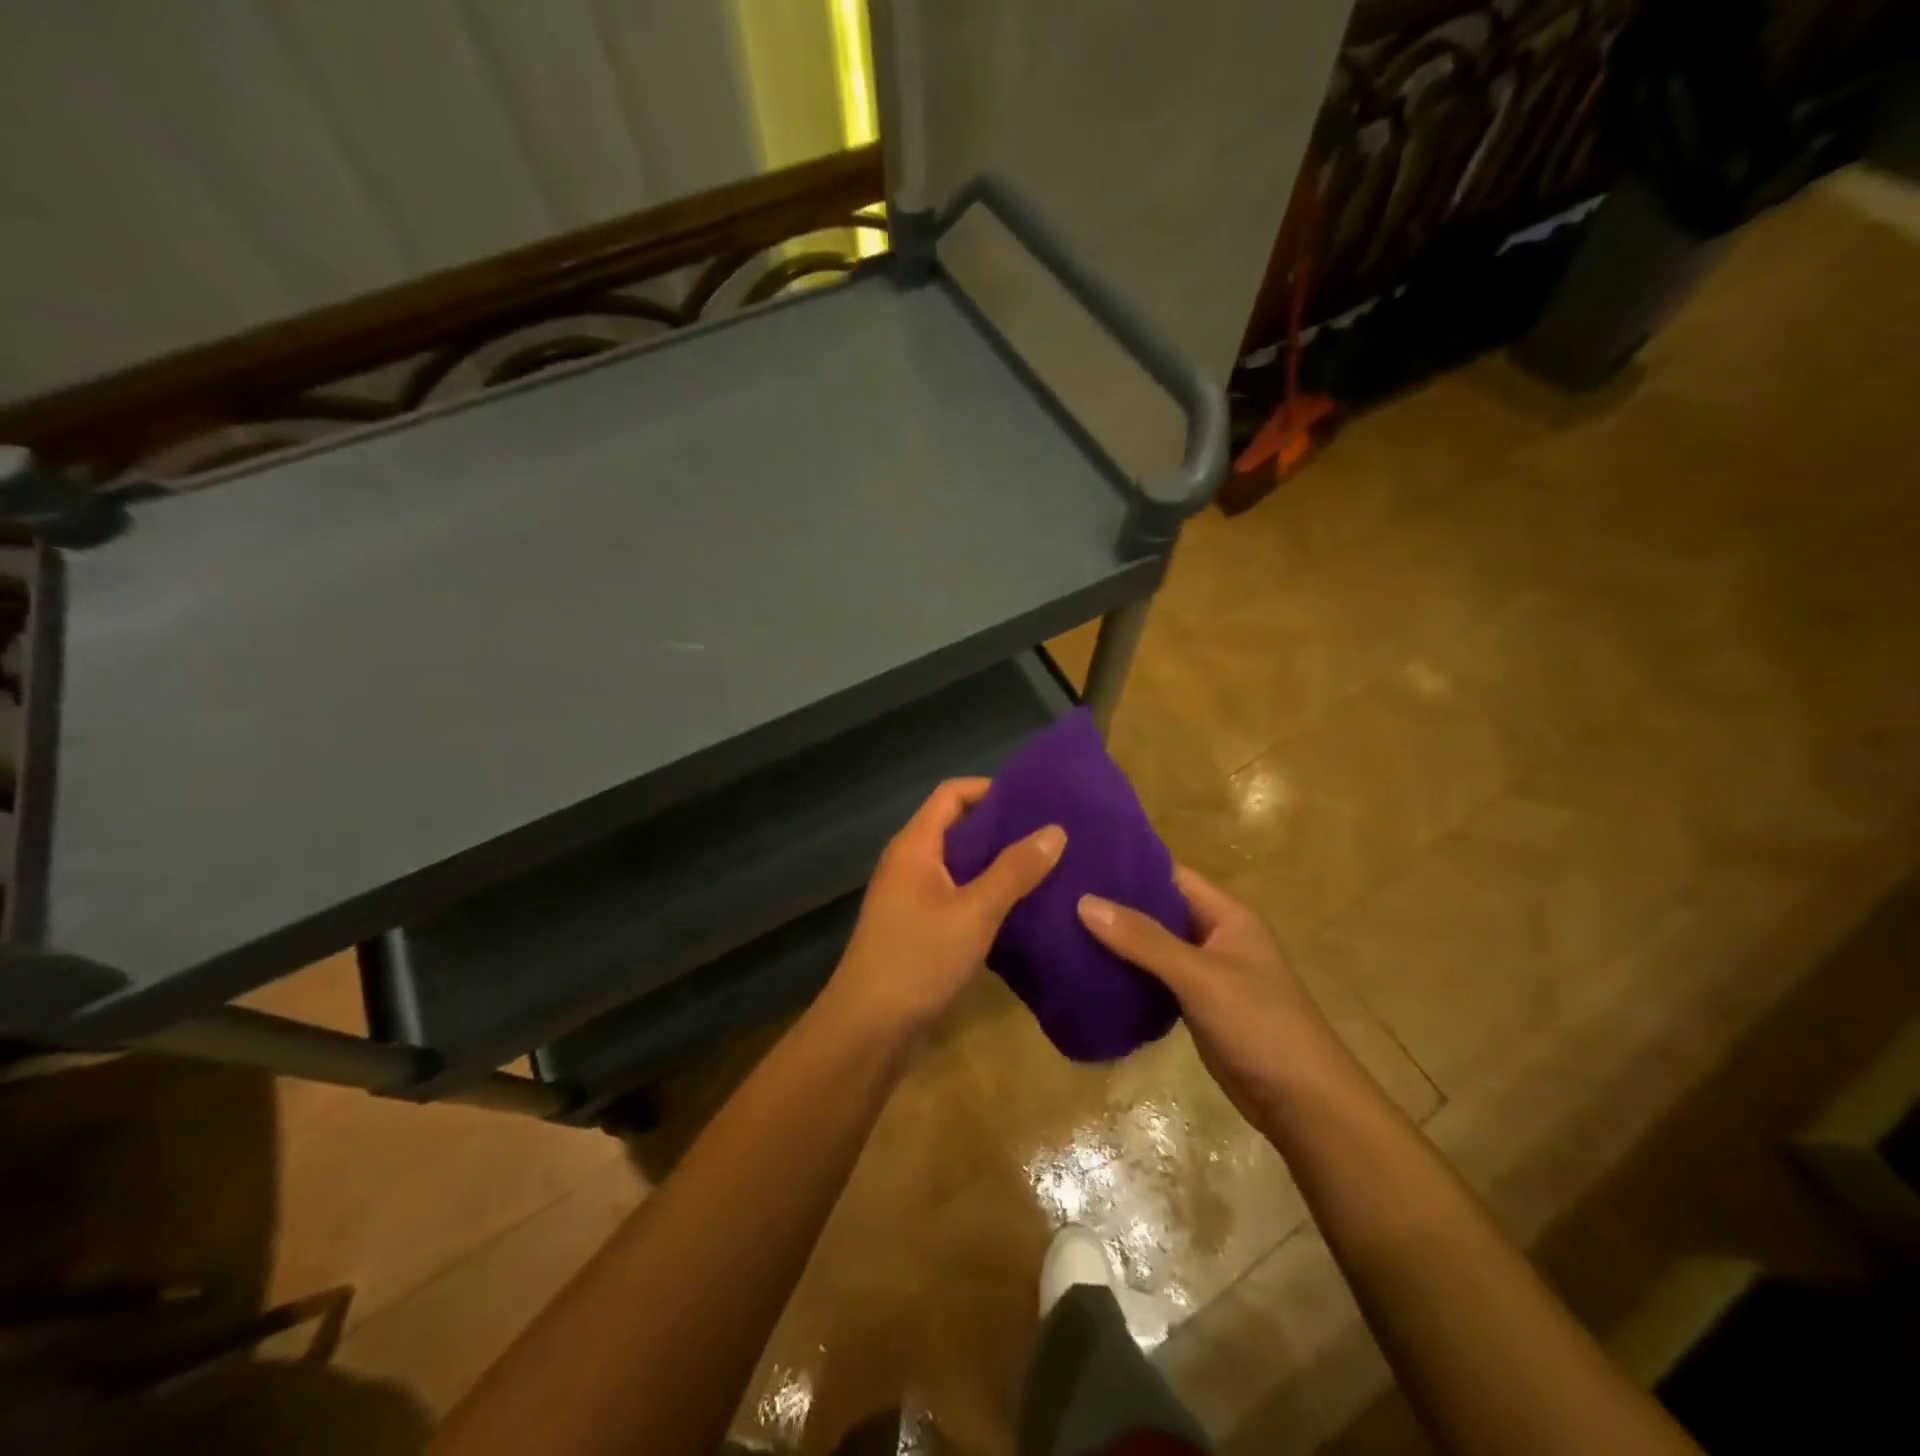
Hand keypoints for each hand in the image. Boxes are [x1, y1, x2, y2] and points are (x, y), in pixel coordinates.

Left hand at [824, 779, 1064, 1039]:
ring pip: (960, 867)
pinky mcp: (918, 929)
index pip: (951, 794)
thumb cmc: (917, 960)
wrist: (868, 1030)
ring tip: (1046, 867)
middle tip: (1050, 833)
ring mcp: (911, 899)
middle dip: (1001, 828)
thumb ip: (1014, 871)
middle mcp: (909, 864)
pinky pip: (957, 897)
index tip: (1033, 798)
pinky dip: (986, 896)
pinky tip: (1021, 909)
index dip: (990, 789)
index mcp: (915, 847)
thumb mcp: (974, 912)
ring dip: (996, 865)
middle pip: (957, 829)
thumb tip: (1055, 830)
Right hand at [1078, 866, 1345, 1123]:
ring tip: (1062, 924)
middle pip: (1159, 908)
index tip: (1079, 858)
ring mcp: (1206, 972)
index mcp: (1227, 914)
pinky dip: (1127, 970)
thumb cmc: (1260, 1025)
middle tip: (1058, 891)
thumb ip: (1144, 940)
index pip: (1170, 873)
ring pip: (1153, 944)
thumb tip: (1084, 902)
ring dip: (1118, 938)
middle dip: (1115, 901)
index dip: (1128, 864)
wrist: (1304, 1104)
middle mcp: (1216, 935)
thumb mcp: (1200, 976)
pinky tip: (1088, 968)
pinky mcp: (1196, 1004)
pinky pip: (1154, 976)